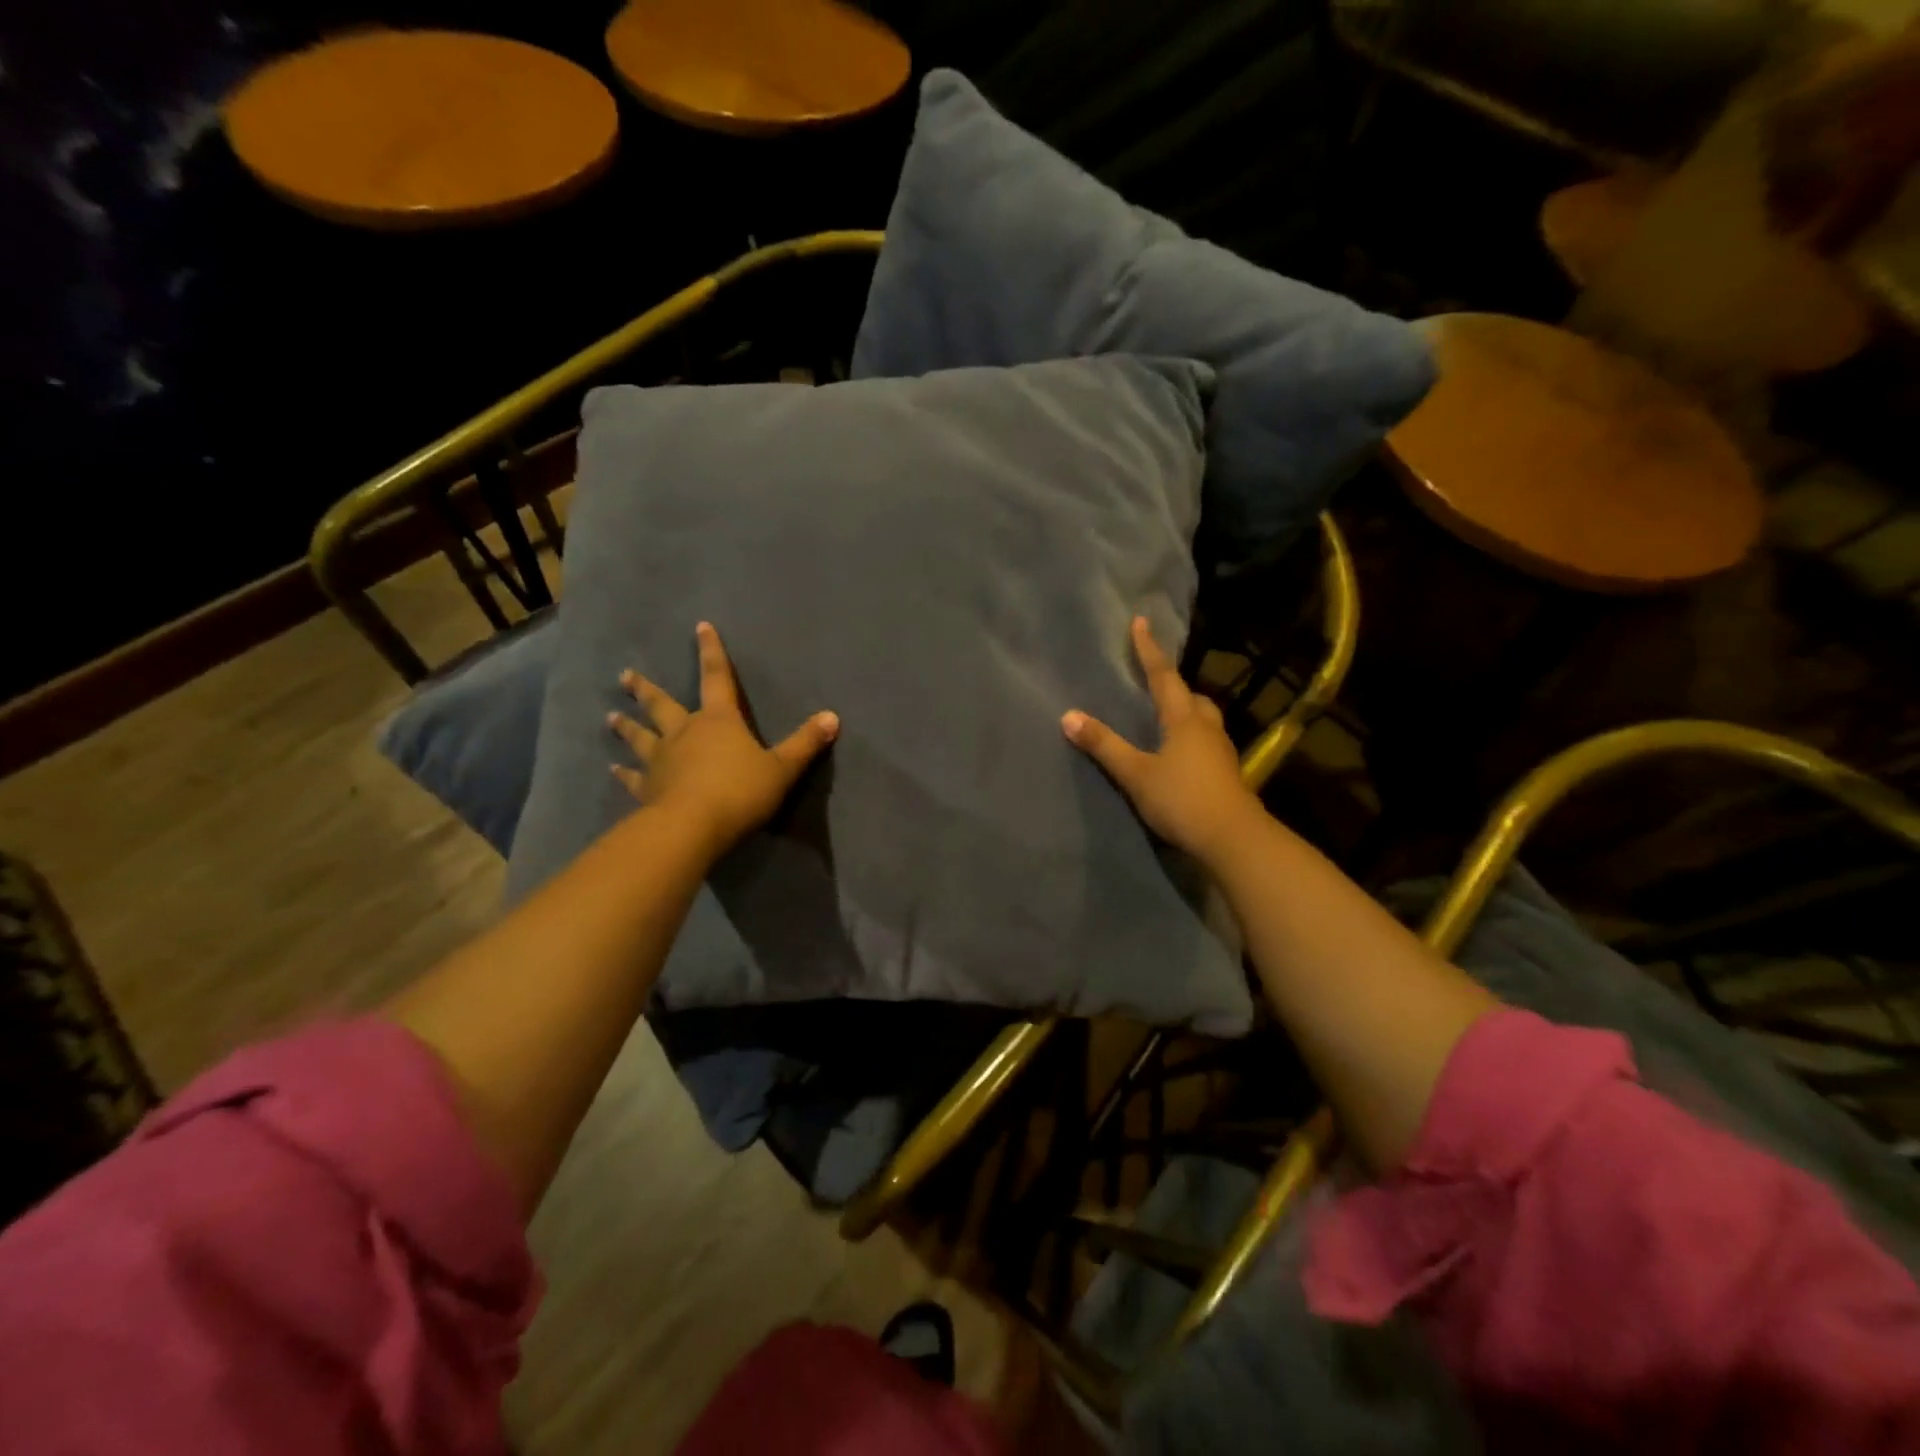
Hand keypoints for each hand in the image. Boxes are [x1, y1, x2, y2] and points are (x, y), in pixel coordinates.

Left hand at [608, 622, 837, 853]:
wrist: (693, 826)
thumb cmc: (741, 791)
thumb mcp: (782, 768)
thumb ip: (805, 743)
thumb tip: (833, 716)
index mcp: (719, 721)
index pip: (717, 678)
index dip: (711, 652)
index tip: (700, 627)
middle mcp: (685, 733)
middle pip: (662, 705)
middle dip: (646, 690)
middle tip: (624, 676)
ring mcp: (661, 761)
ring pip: (640, 738)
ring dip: (627, 727)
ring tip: (611, 717)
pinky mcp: (648, 789)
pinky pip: (634, 778)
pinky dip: (624, 774)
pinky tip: (614, 770)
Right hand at [1062, 616, 1259, 865]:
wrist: (1233, 839)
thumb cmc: (1182, 799)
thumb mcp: (1136, 773)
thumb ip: (1104, 745)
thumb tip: (1068, 715)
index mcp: (1184, 719)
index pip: (1163, 676)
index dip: (1149, 650)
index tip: (1140, 622)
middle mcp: (1206, 728)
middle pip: (1192, 696)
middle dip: (1173, 684)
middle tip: (1155, 679)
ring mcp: (1221, 752)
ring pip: (1203, 719)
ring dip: (1186, 711)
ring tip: (1166, 716)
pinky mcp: (1226, 774)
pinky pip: (1207, 742)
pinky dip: (1192, 737)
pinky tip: (1180, 753)